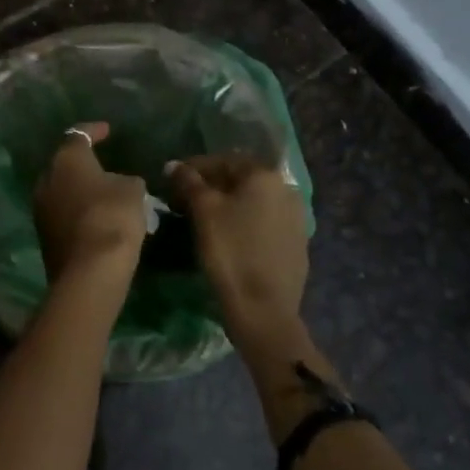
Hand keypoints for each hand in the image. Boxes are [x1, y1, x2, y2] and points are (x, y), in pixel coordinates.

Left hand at [33, 122, 147, 281]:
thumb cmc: (112, 217)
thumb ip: (125, 180)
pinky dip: (77, 212)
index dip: (94, 131)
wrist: (89, 271)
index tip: (107, 130)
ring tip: (103, 194)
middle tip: (104, 166)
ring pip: (61, 191)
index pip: (78, 135)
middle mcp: (46, 179)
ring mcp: (40, 209)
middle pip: (64, 164)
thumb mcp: (133, 190)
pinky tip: (96, 218)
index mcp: (66, 159)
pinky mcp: (44, 236)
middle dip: (83, 164)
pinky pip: (62, 214)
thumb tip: (118, 184)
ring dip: (79, 190)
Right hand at [167, 154, 308, 331]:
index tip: (173, 181)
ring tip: (204, 219)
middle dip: (212, 185)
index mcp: (264, 175)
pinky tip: (229, 237)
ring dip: (229, 204)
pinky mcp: (297, 243)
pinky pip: (265, 222)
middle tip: (185, 200)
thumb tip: (175, 165)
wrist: (263, 308)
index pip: (223, 160)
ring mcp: (296, 217)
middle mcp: (286, 189)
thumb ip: (189, 182)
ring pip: (254, 201)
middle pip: (241, 179)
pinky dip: (245, 222)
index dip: (194, 168)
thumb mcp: (204, 211)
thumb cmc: (230, 251)